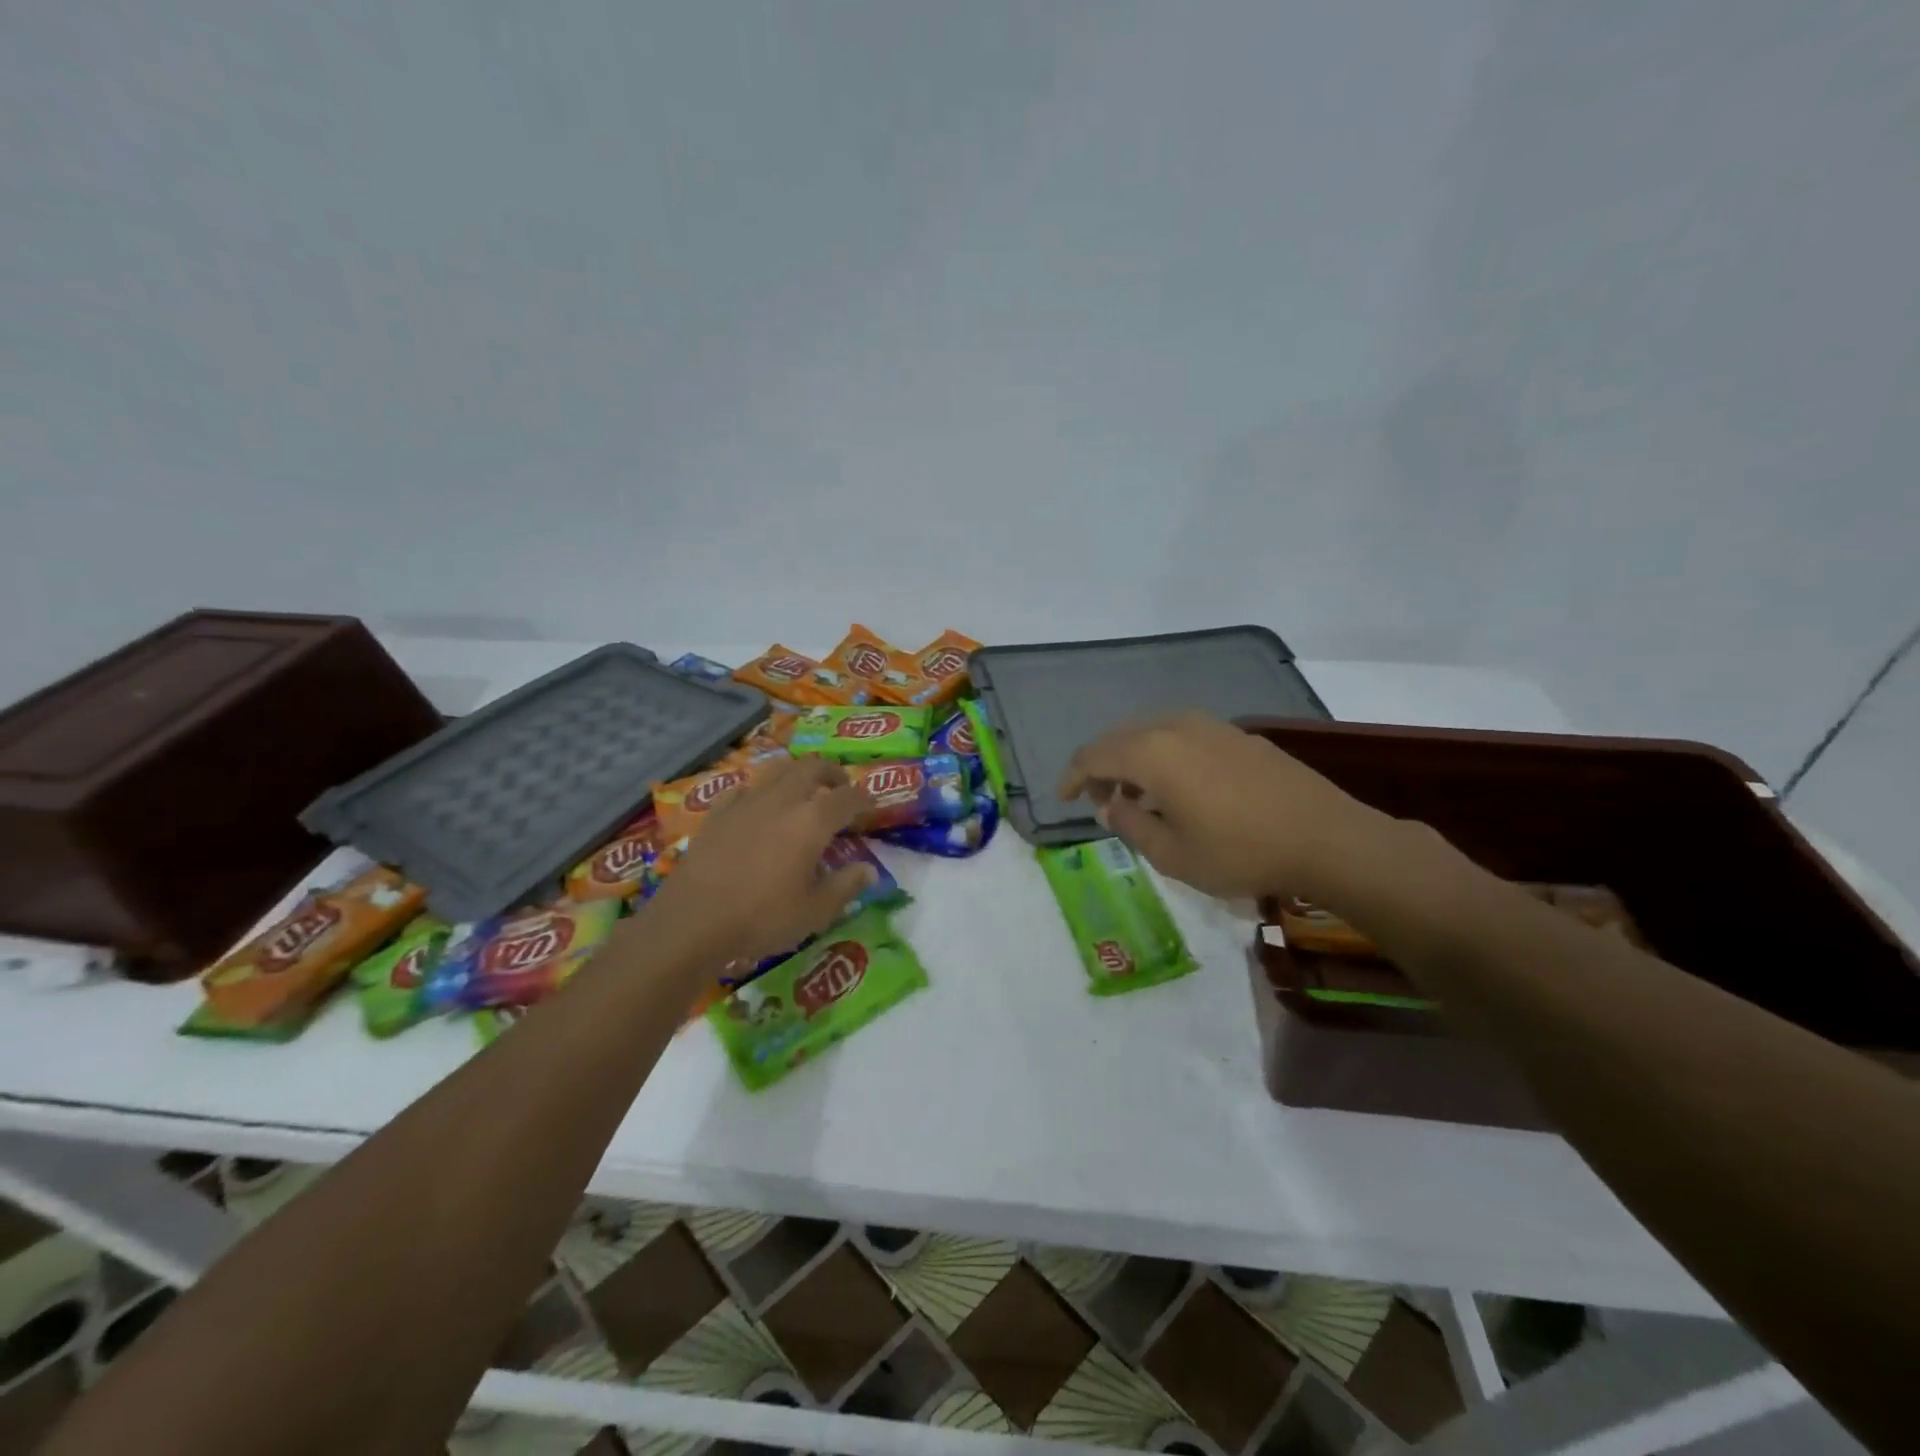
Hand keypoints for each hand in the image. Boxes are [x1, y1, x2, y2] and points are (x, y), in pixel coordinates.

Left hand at [645, 758, 875, 966]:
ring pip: (777, 769)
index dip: (865, 798)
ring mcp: (746, 802)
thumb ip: (845, 886)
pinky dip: (758, 791)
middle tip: (840, 788)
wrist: (691, 922)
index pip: (848, 797)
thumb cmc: (761, 919)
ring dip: (796, 773)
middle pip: (812, 767)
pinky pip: (743, 788)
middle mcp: (782, 800)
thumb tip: (868, 871)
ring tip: (802, 790)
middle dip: (832, 773)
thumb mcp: (814, 912)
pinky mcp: (717, 813)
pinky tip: (757, 807)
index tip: (872, 805)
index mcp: (812, 821)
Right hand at [1059, 712, 1387, 901]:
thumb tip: (1110, 805)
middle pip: (1120, 738)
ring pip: (1153, 733)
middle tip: (1101, 801)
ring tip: (1138, 795)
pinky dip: (1165, 756)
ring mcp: (1210, 726)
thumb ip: (1130, 824)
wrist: (1326, 838)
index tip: (1063, 800)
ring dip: (1134, 760)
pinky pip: (1182, 736)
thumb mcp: (1172, 854)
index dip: (1072, 777)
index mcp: (1151, 752)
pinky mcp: (1237, 735)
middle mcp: (1175, 726)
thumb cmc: (1239, 851)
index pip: (1093, 755)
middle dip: (1102, 767)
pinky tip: (1179, 787)